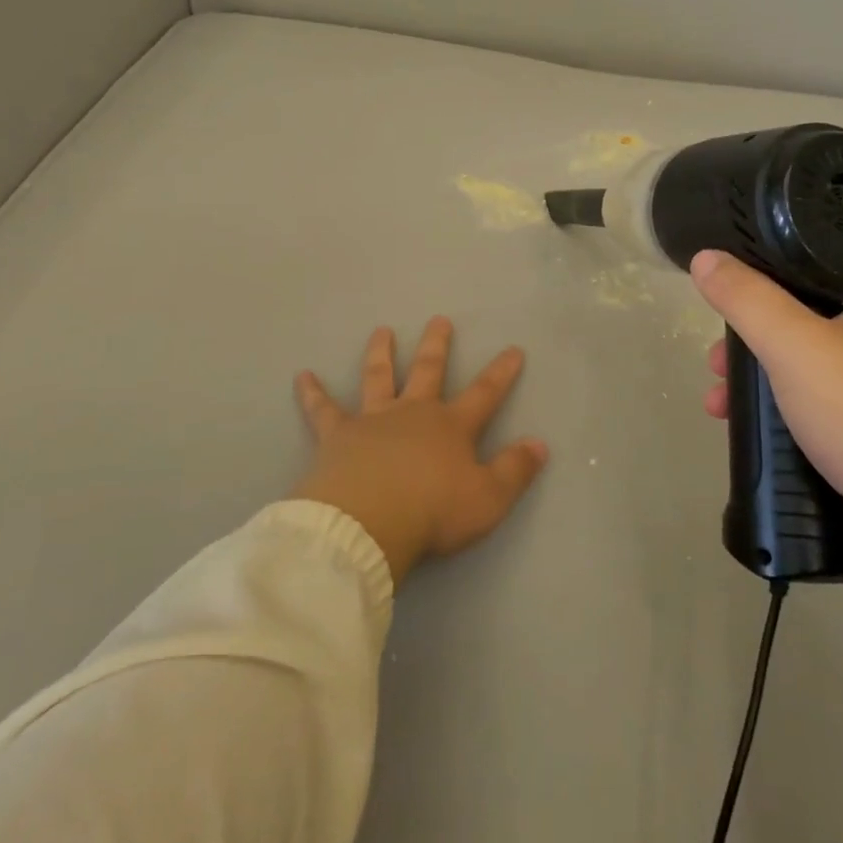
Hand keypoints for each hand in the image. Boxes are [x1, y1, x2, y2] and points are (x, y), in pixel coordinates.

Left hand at [292, 318, 548, 585]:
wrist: (368, 522)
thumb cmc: (433, 512)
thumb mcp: (488, 499)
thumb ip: (515, 470)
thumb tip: (540, 444)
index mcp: (450, 427)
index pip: (484, 393)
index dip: (501, 372)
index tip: (513, 349)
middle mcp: (413, 413)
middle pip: (428, 371)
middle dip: (437, 345)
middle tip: (439, 320)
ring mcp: (372, 419)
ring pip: (379, 377)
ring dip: (382, 353)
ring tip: (381, 330)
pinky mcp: (337, 435)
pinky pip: (323, 409)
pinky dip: (313, 393)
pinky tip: (302, 376)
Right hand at [691, 250, 842, 697]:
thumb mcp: (795, 344)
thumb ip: (745, 298)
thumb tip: (705, 257)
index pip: (814, 276)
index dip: (760, 287)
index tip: (723, 309)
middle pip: (802, 327)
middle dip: (749, 346)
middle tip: (715, 365)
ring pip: (807, 374)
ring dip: (757, 385)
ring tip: (719, 406)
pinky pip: (819, 413)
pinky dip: (783, 417)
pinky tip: (755, 435)